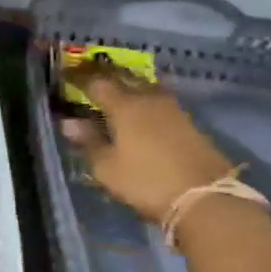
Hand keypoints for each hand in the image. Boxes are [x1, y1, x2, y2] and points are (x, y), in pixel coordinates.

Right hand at [60, 64, 236, 222]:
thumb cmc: (147, 181)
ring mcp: (172, 108)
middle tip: (88, 76)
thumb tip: (69, 123)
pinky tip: (140, 109)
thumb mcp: (108, 168)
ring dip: (127, 85)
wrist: (205, 196)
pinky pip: (157, 100)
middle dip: (104, 75)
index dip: (79, 78)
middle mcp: (148, 98)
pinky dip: (143, 99)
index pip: (97, 83)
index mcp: (124, 105)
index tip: (65, 75)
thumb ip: (89, 142)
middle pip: (123, 77)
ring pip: (144, 86)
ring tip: (114, 90)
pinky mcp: (188, 121)